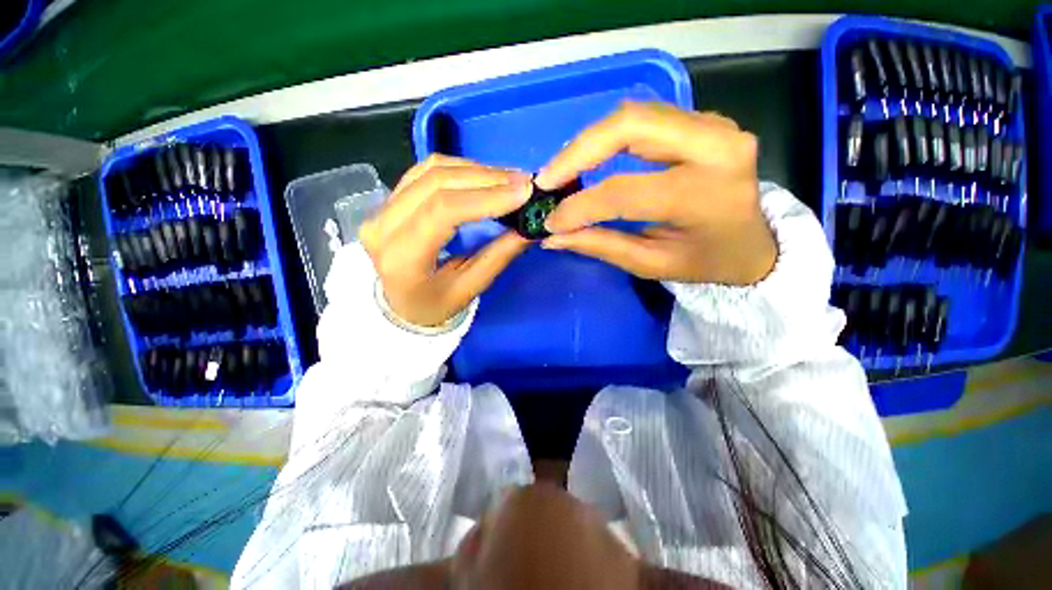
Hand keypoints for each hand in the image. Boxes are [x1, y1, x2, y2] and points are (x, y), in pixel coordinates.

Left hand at [359, 155, 532, 326]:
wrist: (400, 305)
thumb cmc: (434, 305)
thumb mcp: (469, 289)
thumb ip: (498, 257)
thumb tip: (528, 228)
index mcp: (401, 258)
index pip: (443, 211)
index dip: (486, 197)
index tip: (524, 192)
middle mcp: (382, 226)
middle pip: (437, 183)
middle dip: (488, 178)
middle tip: (524, 182)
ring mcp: (381, 208)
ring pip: (432, 170)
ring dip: (477, 170)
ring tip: (511, 179)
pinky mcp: (389, 199)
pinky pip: (426, 170)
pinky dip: (461, 169)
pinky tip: (485, 177)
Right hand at [536, 101, 776, 285]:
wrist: (756, 245)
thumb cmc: (707, 262)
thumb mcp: (652, 264)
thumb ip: (602, 246)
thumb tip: (554, 236)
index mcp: (705, 194)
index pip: (624, 193)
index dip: (579, 207)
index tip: (550, 222)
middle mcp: (716, 146)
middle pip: (629, 125)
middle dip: (577, 152)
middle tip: (546, 179)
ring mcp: (714, 125)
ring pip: (634, 114)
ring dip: (590, 141)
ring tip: (562, 170)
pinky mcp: (705, 122)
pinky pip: (646, 119)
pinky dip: (610, 137)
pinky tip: (592, 158)